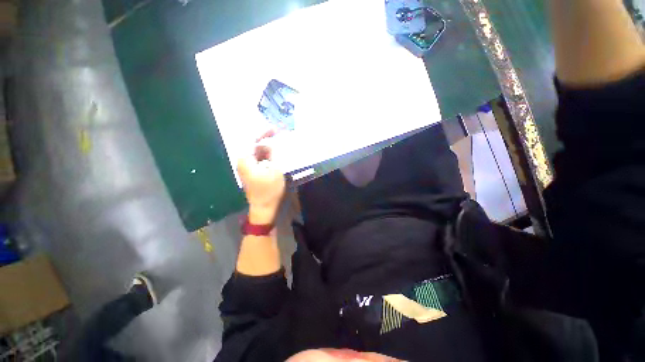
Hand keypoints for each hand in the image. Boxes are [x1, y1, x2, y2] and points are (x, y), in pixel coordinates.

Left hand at [237, 134, 285, 224]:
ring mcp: (246, 167)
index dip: (264, 132)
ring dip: (268, 148)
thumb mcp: (275, 169)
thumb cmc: (270, 189)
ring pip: (257, 152)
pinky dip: (267, 156)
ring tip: (279, 147)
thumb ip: (273, 153)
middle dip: (267, 139)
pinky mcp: (251, 172)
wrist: (264, 207)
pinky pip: (258, 159)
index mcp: (245, 159)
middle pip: (254, 145)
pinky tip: (275, 157)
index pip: (252, 139)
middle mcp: (242, 161)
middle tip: (279, 135)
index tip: (275, 128)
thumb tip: (272, 143)